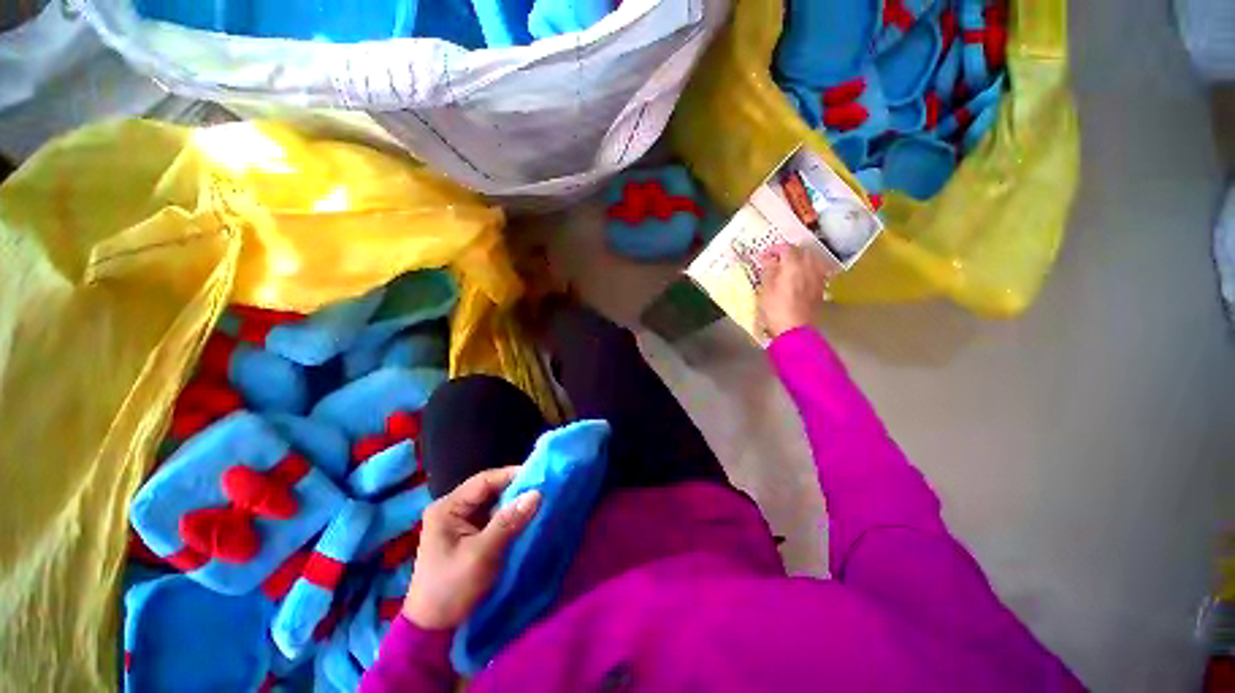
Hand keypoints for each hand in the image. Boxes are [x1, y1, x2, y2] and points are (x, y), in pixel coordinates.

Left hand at [403, 467, 540, 629]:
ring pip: (495, 504)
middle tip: (544, 489)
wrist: (434, 632)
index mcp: (448, 508)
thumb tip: (537, 493)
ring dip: (516, 504)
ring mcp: (462, 523)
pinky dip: (511, 518)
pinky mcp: (471, 536)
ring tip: (541, 501)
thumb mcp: (481, 554)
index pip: (484, 480)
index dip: (512, 475)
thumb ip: (508, 522)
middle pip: (491, 490)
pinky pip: (495, 518)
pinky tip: (528, 518)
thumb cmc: (452, 589)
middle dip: (517, 490)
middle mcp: (453, 509)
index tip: (539, 476)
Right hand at [757, 244, 832, 338]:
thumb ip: (769, 270)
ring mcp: (817, 277)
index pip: (786, 248)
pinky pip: (817, 270)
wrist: (794, 329)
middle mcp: (809, 267)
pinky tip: (801, 276)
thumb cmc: (775, 309)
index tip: (765, 255)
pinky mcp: (821, 288)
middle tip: (777, 259)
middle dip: (789, 252)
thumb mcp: (766, 289)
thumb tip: (769, 259)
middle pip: (802, 251)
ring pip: (813, 259)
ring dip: (801, 258)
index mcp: (793, 265)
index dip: (774, 249)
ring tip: (790, 266)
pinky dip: (809, 268)